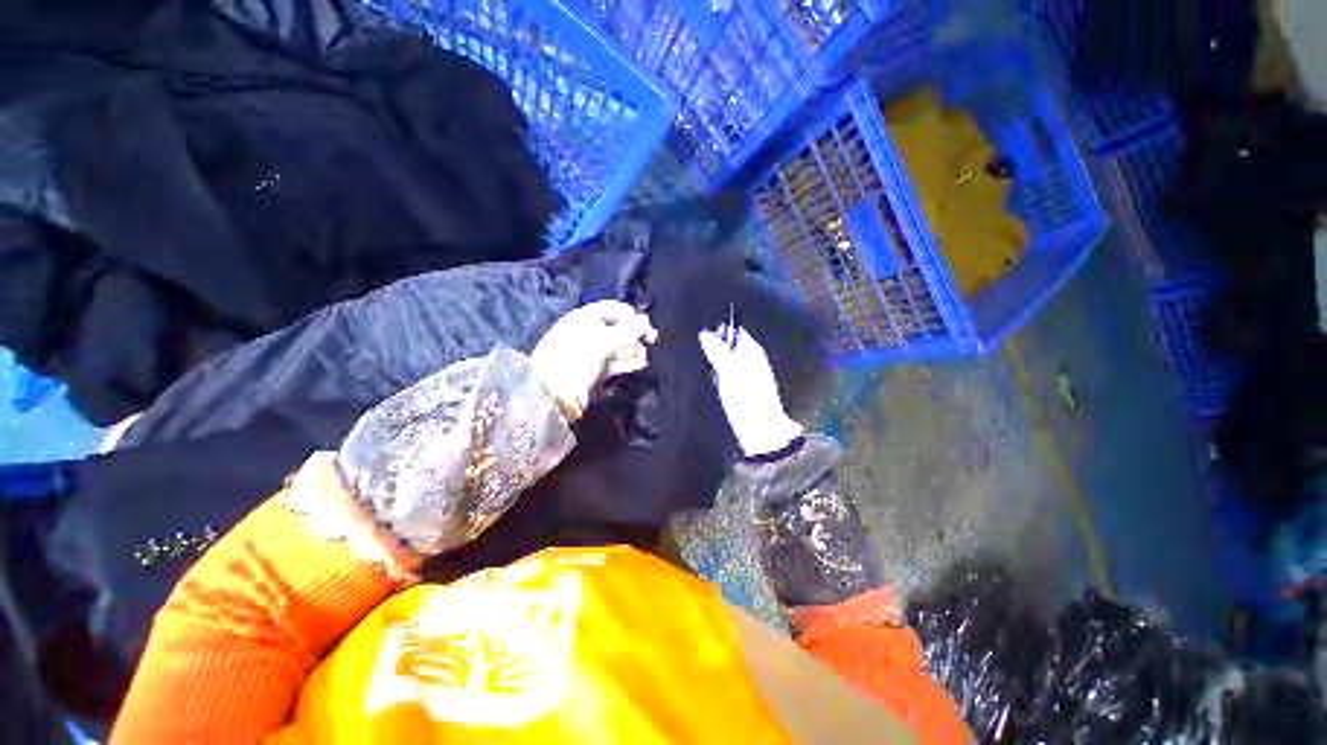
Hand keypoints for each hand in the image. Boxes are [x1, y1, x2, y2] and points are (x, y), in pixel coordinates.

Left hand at [530, 300, 657, 420]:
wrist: (554, 394)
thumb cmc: (578, 358)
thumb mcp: (604, 340)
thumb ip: (629, 330)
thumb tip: (647, 321)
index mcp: (584, 318)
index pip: (612, 308)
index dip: (630, 314)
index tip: (647, 324)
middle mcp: (588, 333)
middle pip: (616, 328)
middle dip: (635, 334)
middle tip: (652, 341)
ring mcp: (591, 354)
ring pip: (617, 348)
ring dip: (633, 350)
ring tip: (648, 355)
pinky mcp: (595, 373)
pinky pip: (615, 365)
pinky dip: (627, 364)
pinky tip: (640, 366)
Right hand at [699, 323, 802, 456]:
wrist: (761, 431)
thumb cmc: (746, 398)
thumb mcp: (728, 371)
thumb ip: (717, 351)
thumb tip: (704, 333)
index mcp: (752, 351)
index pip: (734, 332)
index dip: (719, 335)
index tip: (705, 344)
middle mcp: (751, 360)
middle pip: (729, 347)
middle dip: (715, 352)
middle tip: (707, 362)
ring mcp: (747, 375)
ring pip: (726, 363)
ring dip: (716, 367)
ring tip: (712, 377)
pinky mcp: (742, 390)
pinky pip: (726, 377)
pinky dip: (719, 380)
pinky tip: (716, 387)